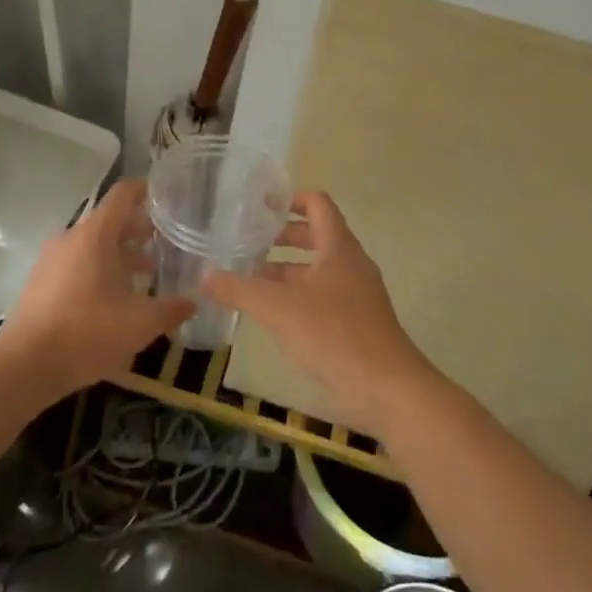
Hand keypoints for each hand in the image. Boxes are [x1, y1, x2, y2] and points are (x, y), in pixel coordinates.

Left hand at [0, 179, 192, 399]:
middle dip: (138, 230)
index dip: (146, 190)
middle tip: (164, 242)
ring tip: (144, 274)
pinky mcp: (40, 283)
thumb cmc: (86, 332)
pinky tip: (114, 298)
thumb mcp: (139, 324)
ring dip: (119, 254)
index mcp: (95, 235)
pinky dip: (99, 270)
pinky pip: (76, 264)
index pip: (123, 195)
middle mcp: (71, 238)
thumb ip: (170, 310)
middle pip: (109, 221)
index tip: (167, 195)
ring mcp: (51, 260)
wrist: (24, 366)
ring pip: (92, 245)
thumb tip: (194, 302)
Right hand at [202, 191, 440, 438]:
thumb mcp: (278, 309)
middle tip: (246, 241)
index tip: (260, 205)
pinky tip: (272, 316)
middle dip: (281, 237)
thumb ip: (239, 289)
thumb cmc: (334, 336)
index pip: (318, 204)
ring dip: (286, 271)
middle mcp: (351, 264)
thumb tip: (203, 274)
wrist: (389, 392)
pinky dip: (297, 297)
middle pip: (316, 236)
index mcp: (339, 247)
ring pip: (317, 270)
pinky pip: (323, 298)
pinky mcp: (357, 325)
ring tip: (249, 279)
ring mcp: (357, 296)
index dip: (290, 199)